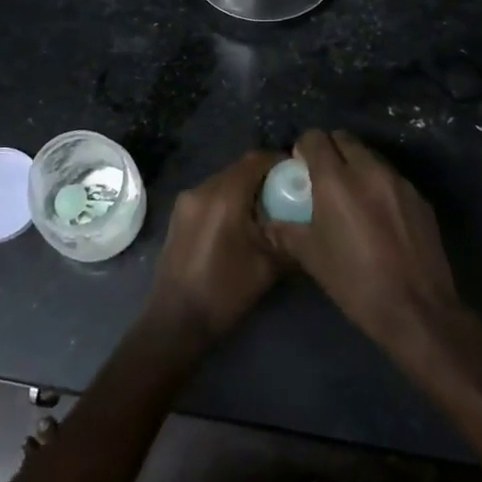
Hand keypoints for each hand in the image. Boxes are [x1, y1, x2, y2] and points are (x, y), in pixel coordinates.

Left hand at [147, 149, 284, 343]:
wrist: (175, 321)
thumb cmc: (224, 292)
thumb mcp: (268, 266)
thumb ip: (288, 235)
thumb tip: (306, 220)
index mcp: (224, 196)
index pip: (256, 160)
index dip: (279, 162)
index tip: (298, 175)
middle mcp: (202, 189)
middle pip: (239, 169)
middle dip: (264, 177)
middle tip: (287, 195)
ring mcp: (186, 201)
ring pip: (224, 181)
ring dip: (245, 189)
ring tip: (266, 212)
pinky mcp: (179, 215)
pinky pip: (210, 195)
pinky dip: (229, 200)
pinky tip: (241, 225)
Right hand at [269, 130, 467, 357]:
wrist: (417, 310)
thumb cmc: (355, 283)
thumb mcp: (312, 257)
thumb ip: (288, 230)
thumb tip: (273, 221)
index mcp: (336, 180)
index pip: (315, 138)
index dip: (304, 148)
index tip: (301, 166)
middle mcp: (368, 170)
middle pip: (344, 138)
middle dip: (330, 150)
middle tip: (324, 177)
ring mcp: (398, 181)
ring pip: (370, 155)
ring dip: (356, 165)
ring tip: (352, 196)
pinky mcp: (419, 197)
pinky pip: (391, 177)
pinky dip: (379, 184)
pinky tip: (379, 215)